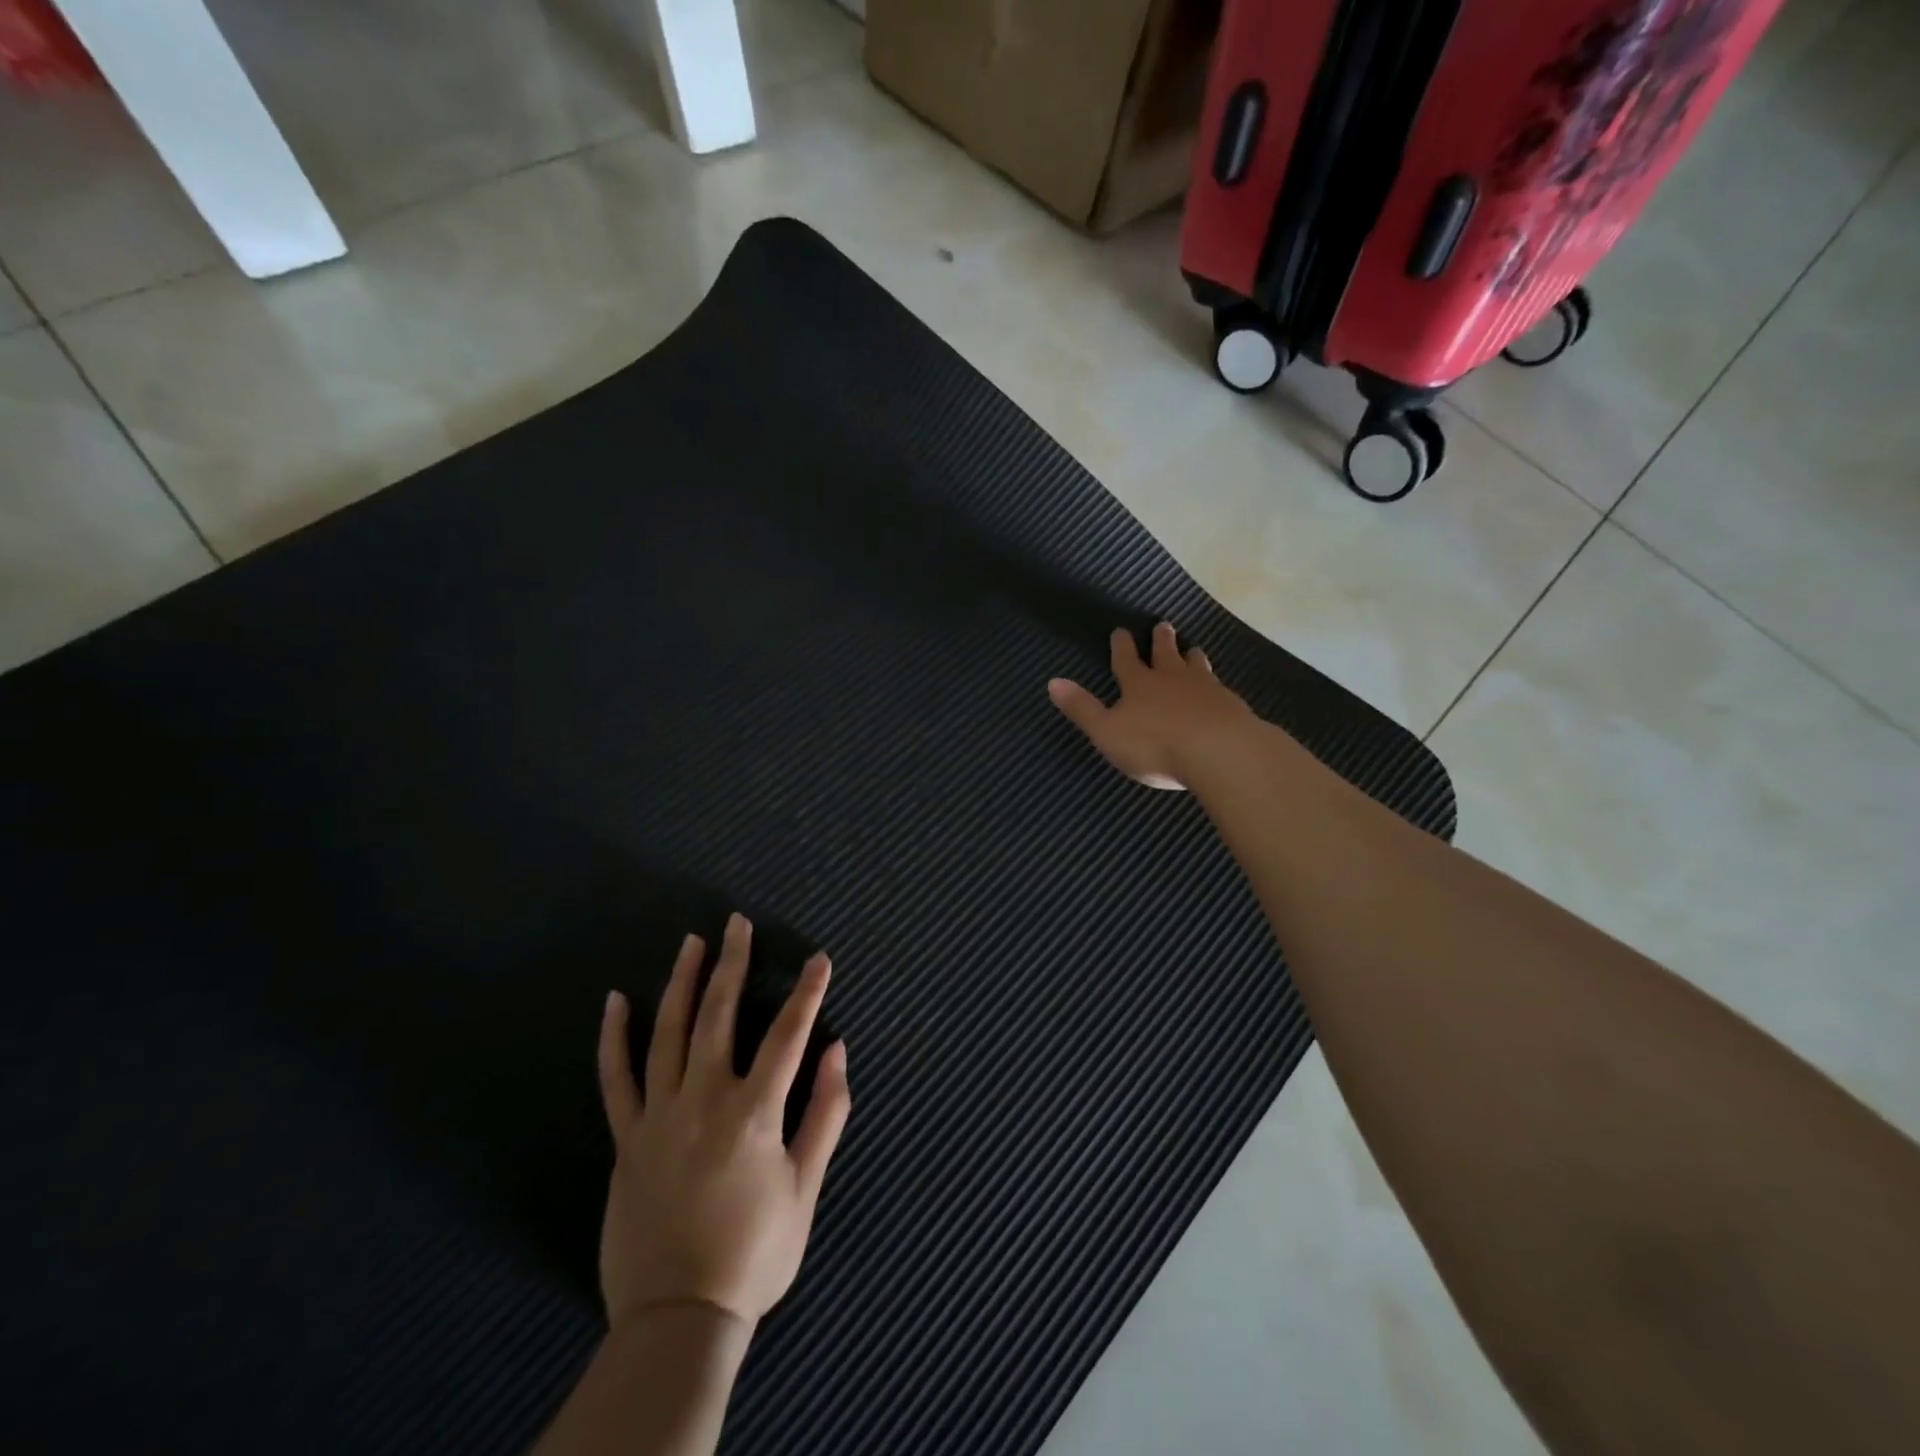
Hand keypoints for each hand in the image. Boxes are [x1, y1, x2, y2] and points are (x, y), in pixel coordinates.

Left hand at [596, 913, 851, 1335]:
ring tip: (691, 942)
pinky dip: (614, 1037)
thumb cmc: (754, 1253)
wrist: (677, 1316)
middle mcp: (704, 1099)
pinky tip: (615, 1001)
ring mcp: (659, 1115)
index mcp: (753, 1111)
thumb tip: (838, 1051)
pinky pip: (616, 1078)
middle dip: (731, 963)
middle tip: (736, 923)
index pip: (787, 1034)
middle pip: (719, 1014)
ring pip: (669, 1032)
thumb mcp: (805, 1188)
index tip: (818, 958)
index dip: (807, 991)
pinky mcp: (626, 1138)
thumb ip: (825, 1114)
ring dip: (681, 982)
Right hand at [1048, 623, 1254, 789]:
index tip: (1121, 630)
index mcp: (1138, 685)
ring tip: (1193, 649)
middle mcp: (1172, 679)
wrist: (1219, 752)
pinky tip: (1218, 689)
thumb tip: (1052, 682)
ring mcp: (1205, 689)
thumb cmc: (1155, 745)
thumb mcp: (1107, 732)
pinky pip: (1220, 687)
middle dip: (1162, 640)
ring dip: (1192, 656)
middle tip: (1164, 625)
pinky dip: (1215, 684)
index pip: (1126, 660)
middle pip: (1165, 654)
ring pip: (1196, 666)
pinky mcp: (1230, 705)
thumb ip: (1082, 708)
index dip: (1122, 646)